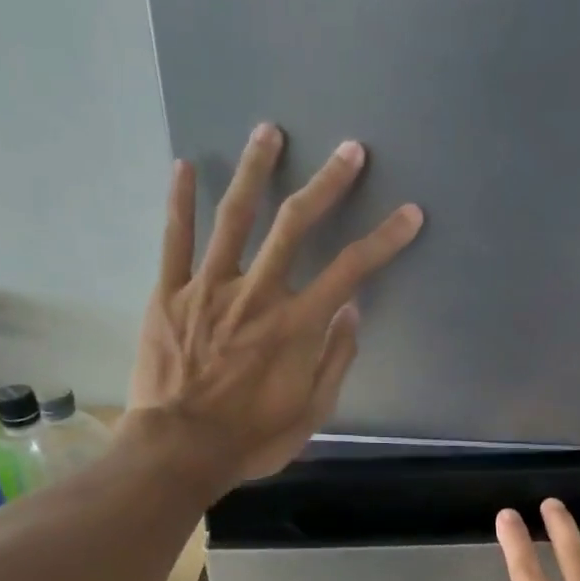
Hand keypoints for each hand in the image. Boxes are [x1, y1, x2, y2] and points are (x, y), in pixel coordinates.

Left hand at [128, 122, 423, 483]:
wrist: (180, 449)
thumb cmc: (251, 438)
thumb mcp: (310, 413)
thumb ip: (334, 361)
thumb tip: (352, 314)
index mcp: (296, 325)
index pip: (351, 271)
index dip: (385, 240)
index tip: (410, 214)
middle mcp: (258, 294)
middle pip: (295, 225)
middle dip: (327, 184)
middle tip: (348, 149)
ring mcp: (209, 288)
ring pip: (234, 218)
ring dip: (255, 171)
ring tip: (269, 131)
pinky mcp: (169, 295)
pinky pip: (174, 240)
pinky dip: (179, 202)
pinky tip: (184, 166)